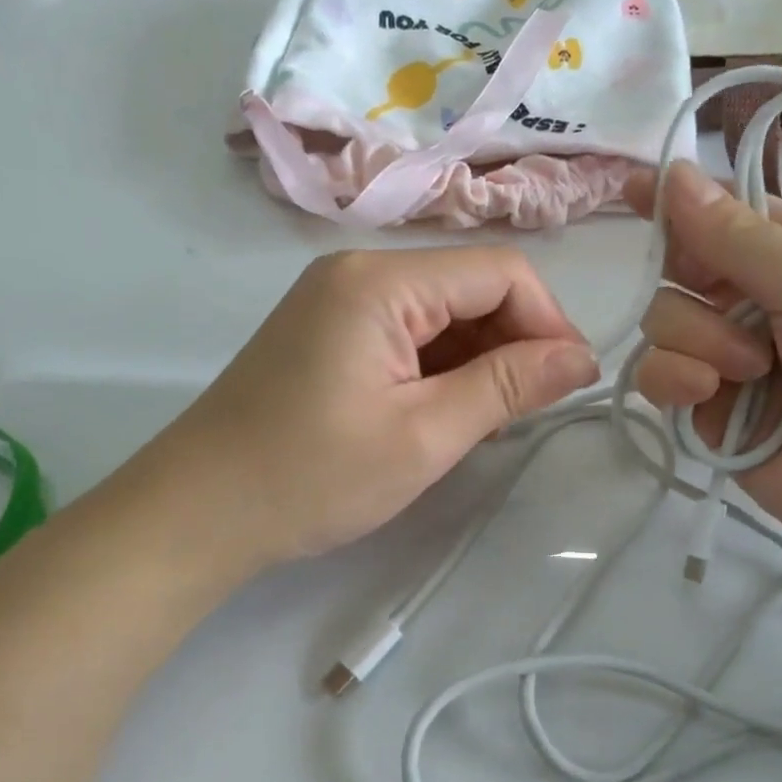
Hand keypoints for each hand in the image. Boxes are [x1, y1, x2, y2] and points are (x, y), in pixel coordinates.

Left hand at [139, 247, 598, 570]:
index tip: (570, 383)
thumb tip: (582, 358)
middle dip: (513, 341)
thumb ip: (509, 386)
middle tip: (527, 411)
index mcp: (381, 280)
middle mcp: (359, 270)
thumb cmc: (311, 477)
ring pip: (442, 310)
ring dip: (479, 357)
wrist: (198, 512)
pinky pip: (408, 331)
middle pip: (470, 285)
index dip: (548, 321)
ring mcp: (339, 298)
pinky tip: (443, 411)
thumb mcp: (425, 436)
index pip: (499, 272)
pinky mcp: (328, 329)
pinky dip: (440, 366)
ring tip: (484, 420)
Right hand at [626, 162, 781, 580]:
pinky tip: (704, 397)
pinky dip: (672, 381)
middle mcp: (760, 302)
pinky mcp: (709, 413)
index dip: (680, 204)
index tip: (630, 191)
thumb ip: (740, 237)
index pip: (724, 214)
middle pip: (680, 270)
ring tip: (747, 374)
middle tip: (738, 318)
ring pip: (663, 323)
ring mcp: (731, 360)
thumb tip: (674, 170)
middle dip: (697, 290)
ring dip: (694, 341)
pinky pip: (659, 378)